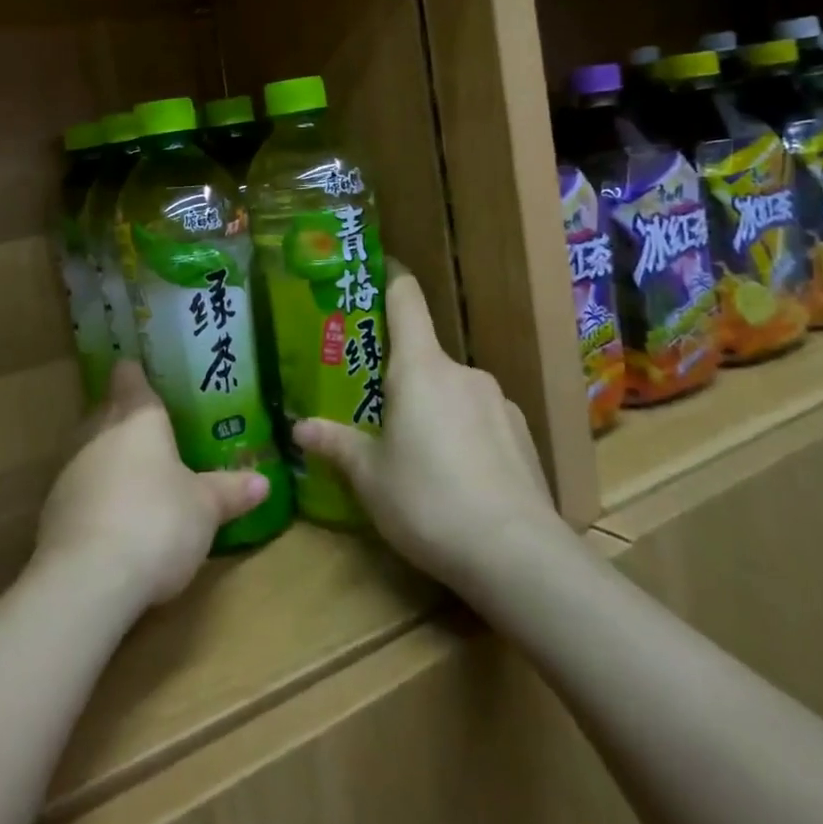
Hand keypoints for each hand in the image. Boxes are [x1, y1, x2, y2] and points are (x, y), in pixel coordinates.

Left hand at [36, 362, 269, 611]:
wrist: (88, 578)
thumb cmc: (158, 521)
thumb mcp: (205, 508)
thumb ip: (229, 491)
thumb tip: (262, 482)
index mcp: (137, 419)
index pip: (129, 378)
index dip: (135, 373)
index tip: (140, 370)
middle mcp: (98, 434)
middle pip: (107, 412)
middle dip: (124, 418)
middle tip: (151, 430)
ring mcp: (70, 471)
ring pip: (90, 451)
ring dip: (108, 459)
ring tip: (136, 476)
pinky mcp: (52, 510)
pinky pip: (80, 490)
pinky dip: (95, 496)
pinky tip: (114, 519)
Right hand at [292, 275, 566, 598]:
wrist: (518, 556)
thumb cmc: (428, 501)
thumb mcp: (370, 477)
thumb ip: (336, 444)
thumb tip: (299, 428)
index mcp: (420, 368)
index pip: (406, 300)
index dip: (391, 277)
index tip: (376, 267)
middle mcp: (462, 372)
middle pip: (424, 354)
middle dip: (398, 373)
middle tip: (373, 403)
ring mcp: (498, 401)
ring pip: (452, 390)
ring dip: (432, 406)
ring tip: (415, 450)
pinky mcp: (523, 433)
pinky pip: (479, 417)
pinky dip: (462, 431)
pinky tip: (456, 475)